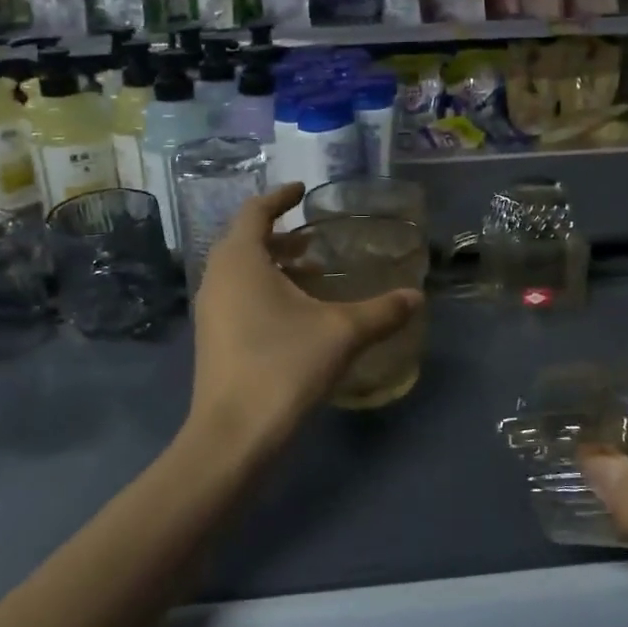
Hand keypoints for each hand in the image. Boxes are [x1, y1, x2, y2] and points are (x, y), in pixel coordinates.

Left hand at [188, 185, 421, 454]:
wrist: (233, 436)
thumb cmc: (284, 367)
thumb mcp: (342, 333)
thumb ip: (382, 311)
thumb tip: (416, 297)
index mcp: (240, 261)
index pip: (255, 211)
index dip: (280, 197)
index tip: (302, 190)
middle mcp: (217, 278)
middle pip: (245, 240)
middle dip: (280, 234)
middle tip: (315, 237)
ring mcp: (211, 311)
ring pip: (241, 271)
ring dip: (274, 264)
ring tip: (313, 271)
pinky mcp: (213, 339)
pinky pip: (238, 296)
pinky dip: (265, 289)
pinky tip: (297, 313)